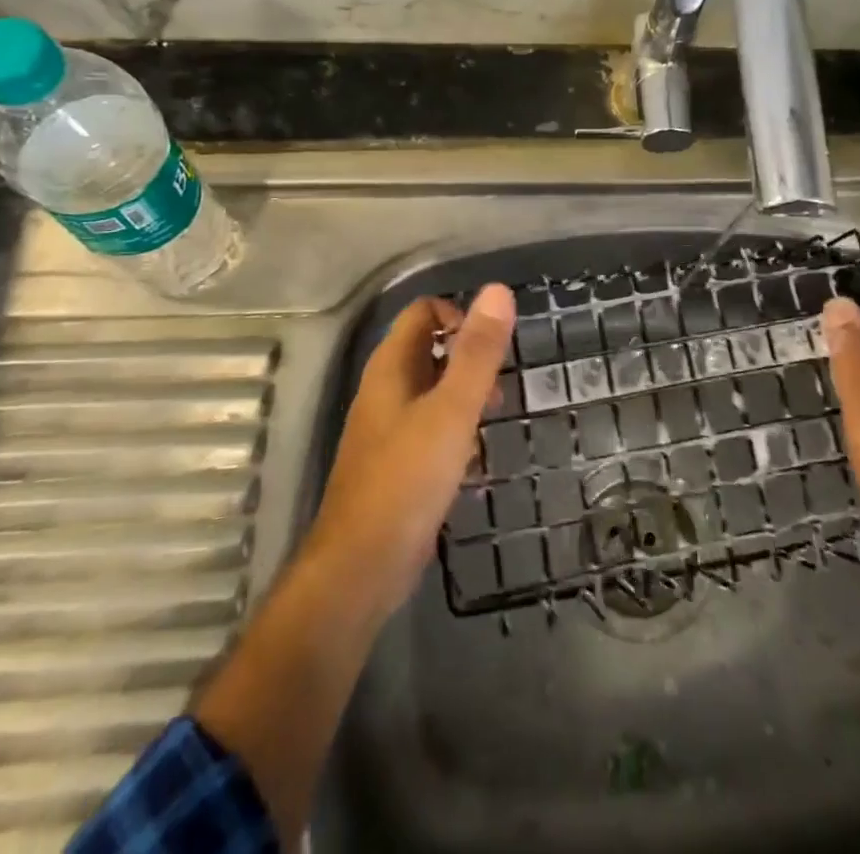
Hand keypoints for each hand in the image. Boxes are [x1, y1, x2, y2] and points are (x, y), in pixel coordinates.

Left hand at [301, 284, 515, 622]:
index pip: (423, 313)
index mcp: (391, 367)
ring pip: (431, 392)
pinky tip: (474, 461)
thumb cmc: (407, 480)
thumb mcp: (451, 410)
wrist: (360, 569)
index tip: (492, 349)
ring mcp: (386, 430)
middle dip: (468, 359)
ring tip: (494, 418)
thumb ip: (476, 352)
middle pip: (428, 350)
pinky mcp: (395, 466)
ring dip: (464, 396)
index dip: (459, 317)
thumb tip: (497, 290)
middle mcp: (384, 391)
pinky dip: (455, 431)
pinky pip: (430, 429)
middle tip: (499, 388)